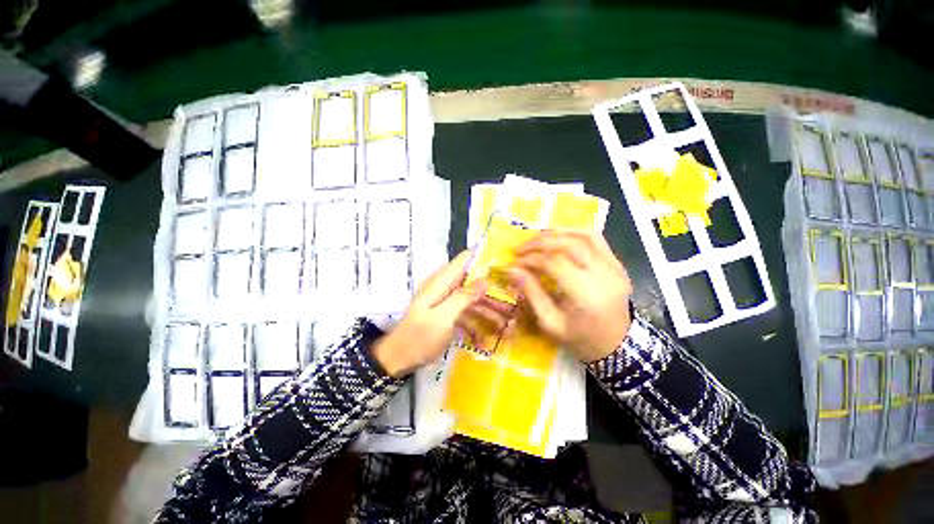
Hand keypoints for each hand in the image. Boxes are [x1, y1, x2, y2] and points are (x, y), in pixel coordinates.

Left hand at [373, 251, 510, 376]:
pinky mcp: (448, 314)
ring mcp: (447, 301)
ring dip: (488, 311)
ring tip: (506, 326)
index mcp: (441, 282)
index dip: (484, 259)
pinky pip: (467, 313)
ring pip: (473, 299)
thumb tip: (484, 279)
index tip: (505, 266)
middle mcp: (445, 287)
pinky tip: (486, 339)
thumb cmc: (419, 338)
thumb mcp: (442, 318)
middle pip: (473, 282)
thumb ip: (463, 297)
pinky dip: (477, 323)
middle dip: (493, 293)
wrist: (399, 359)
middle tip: (512, 305)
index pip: (464, 260)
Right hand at [509, 229, 631, 362]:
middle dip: (540, 242)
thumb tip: (512, 269)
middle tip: (520, 248)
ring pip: (583, 235)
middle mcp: (604, 275)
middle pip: (569, 244)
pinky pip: (595, 238)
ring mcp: (615, 266)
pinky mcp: (617, 263)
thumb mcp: (550, 323)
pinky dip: (573, 231)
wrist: (618, 345)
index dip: (531, 258)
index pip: (555, 263)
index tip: (515, 262)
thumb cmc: (581, 339)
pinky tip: (557, 236)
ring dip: (555, 233)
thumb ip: (531, 293)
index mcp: (587, 295)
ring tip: (535, 239)